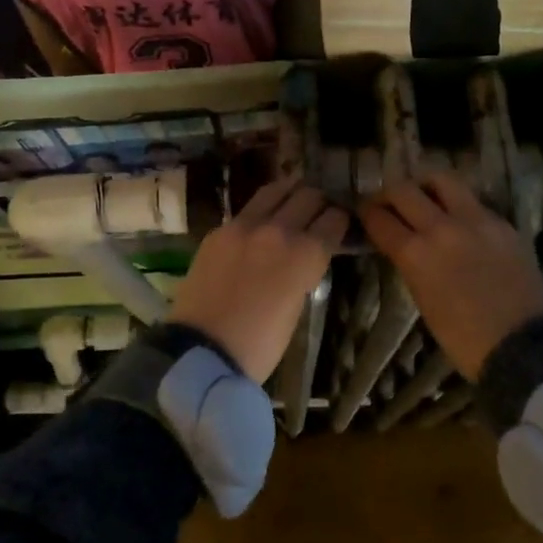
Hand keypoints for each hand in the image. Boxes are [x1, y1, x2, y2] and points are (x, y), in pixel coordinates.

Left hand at [169, 177, 347, 381]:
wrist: (202, 352)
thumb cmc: (260, 345)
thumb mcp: (297, 307)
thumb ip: (305, 271)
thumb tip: (306, 255)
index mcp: (306, 254)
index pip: (334, 219)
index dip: (340, 220)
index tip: (340, 223)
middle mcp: (279, 230)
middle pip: (308, 196)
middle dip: (318, 201)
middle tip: (319, 210)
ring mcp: (244, 226)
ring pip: (276, 190)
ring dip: (290, 193)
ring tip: (293, 203)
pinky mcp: (219, 231)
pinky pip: (247, 210)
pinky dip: (261, 212)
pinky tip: (261, 224)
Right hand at [358, 171, 542, 379]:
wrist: (521, 346)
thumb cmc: (462, 337)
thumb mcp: (422, 298)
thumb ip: (410, 262)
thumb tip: (402, 243)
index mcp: (415, 254)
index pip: (379, 218)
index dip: (367, 213)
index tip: (366, 213)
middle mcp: (442, 228)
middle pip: (404, 190)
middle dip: (390, 194)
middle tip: (390, 202)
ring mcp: (476, 220)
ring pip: (442, 179)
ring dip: (425, 185)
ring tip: (425, 196)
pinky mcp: (503, 223)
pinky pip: (473, 201)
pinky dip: (458, 204)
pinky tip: (459, 220)